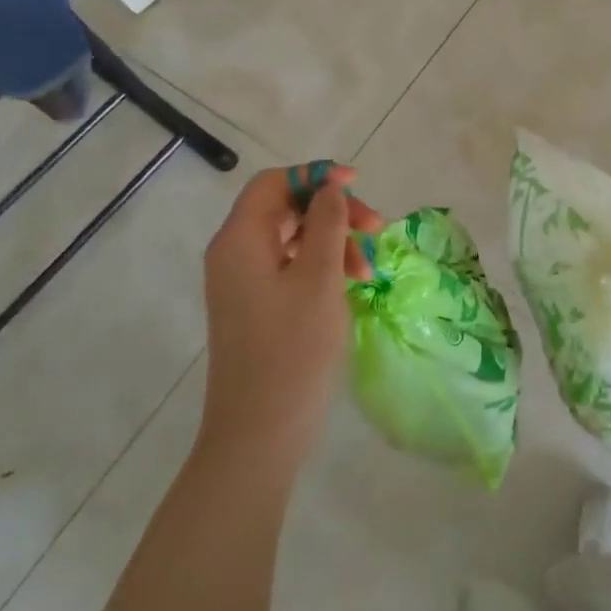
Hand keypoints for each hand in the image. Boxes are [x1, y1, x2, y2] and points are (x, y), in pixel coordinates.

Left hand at [198, 164, 382, 478]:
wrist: (260, 434)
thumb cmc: (293, 351)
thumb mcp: (319, 279)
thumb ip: (327, 224)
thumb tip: (329, 188)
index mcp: (240, 241)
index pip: (274, 184)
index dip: (315, 176)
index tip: (357, 185)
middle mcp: (234, 255)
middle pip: (285, 208)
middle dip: (333, 212)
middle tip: (375, 230)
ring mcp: (243, 284)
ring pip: (293, 239)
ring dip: (333, 241)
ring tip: (368, 269)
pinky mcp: (256, 308)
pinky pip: (290, 268)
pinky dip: (322, 266)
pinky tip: (351, 284)